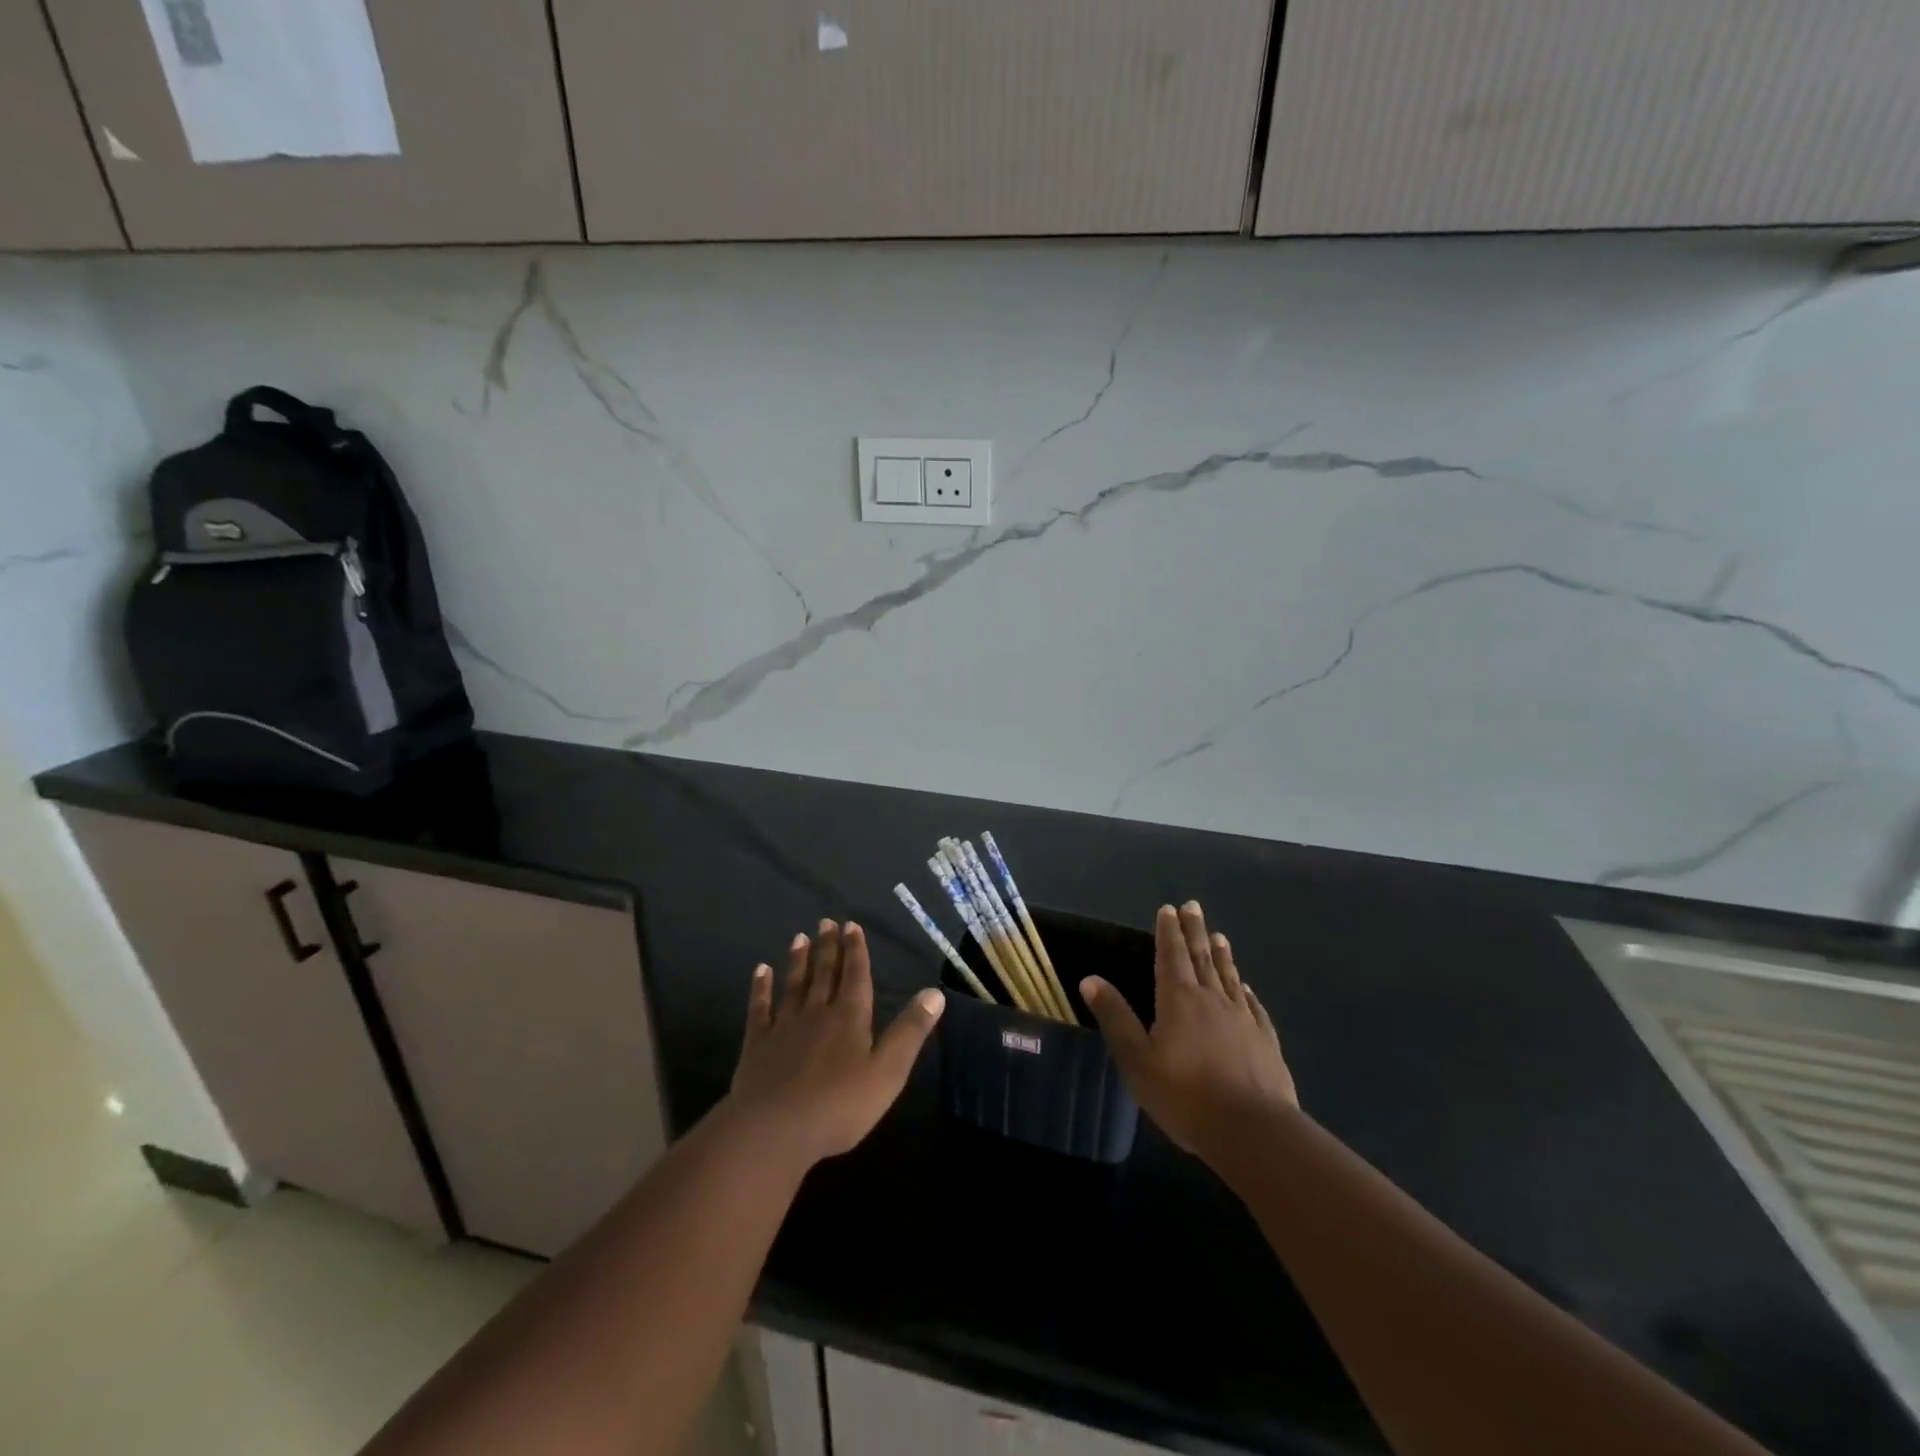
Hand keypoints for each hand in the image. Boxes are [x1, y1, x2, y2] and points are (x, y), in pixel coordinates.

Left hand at [727, 919, 945, 1167]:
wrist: (775, 1129)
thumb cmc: (839, 1105)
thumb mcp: (888, 1072)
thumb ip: (910, 1031)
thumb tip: (935, 993)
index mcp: (850, 1017)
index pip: (856, 976)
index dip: (856, 950)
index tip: (851, 925)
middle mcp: (817, 1012)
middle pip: (824, 973)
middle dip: (827, 947)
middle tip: (826, 922)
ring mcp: (784, 1026)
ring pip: (793, 985)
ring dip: (798, 960)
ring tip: (799, 937)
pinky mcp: (757, 1044)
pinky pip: (759, 1008)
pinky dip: (760, 988)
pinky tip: (760, 971)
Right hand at [1081, 901, 1296, 1161]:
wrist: (1252, 1131)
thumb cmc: (1185, 1095)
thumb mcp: (1136, 1060)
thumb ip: (1115, 1017)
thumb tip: (1090, 979)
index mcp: (1179, 999)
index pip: (1171, 955)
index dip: (1168, 932)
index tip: (1169, 908)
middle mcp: (1212, 999)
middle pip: (1202, 958)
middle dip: (1195, 931)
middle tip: (1194, 906)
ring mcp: (1243, 1019)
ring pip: (1229, 977)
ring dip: (1222, 955)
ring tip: (1219, 936)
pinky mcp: (1266, 1042)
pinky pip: (1253, 1007)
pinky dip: (1246, 991)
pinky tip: (1245, 987)